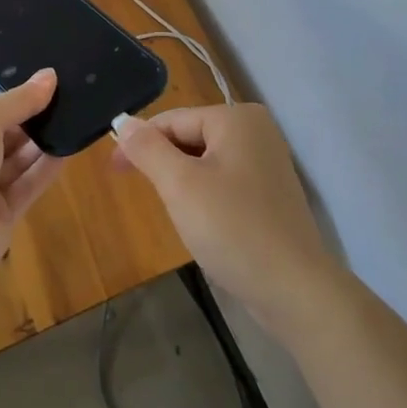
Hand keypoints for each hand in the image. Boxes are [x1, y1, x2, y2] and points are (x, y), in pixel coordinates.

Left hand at [0, 69, 64, 272]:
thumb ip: (18, 100)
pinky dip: (46, 169)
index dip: (10, 102)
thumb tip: (49, 75)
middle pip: (0, 139)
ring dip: (41, 144)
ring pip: (16, 163)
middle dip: (29, 122)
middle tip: (66, 102)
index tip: (44, 89)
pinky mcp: (1, 218)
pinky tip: (69, 149)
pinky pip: (27, 187)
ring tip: (73, 120)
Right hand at [113, 104, 341, 342]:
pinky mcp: (270, 192)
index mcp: (237, 118)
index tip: (113, 170)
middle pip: (190, 136)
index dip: (140, 142)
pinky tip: (200, 221)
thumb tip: (124, 122)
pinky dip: (204, 194)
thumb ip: (148, 149)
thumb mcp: (180, 185)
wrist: (294, 289)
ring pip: (205, 161)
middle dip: (163, 163)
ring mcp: (267, 162)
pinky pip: (224, 180)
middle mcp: (257, 130)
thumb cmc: (232, 228)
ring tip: (173, 211)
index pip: (173, 120)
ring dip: (182, 181)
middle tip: (141, 194)